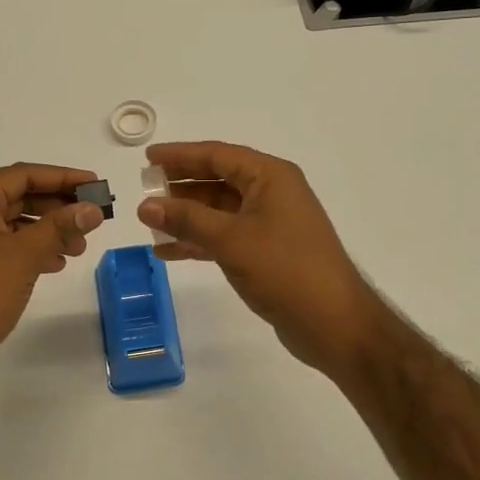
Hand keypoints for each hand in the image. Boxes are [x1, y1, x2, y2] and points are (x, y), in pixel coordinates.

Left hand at [0, 164, 106, 388]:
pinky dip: (30, 249)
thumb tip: (93, 208)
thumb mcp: (24, 255)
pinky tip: (54, 264)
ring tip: (78, 248)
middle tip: (91, 219)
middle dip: (57, 207)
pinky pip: (4, 245)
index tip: (94, 184)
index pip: (23, 175)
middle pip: (19, 196)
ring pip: (13, 223)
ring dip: (47, 231)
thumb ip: (60, 227)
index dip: (62, 177)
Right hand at [139, 142, 386, 375]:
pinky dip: (198, 240)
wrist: (335, 324)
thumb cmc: (285, 270)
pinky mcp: (267, 252)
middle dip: (180, 185)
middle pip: (217, 179)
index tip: (147, 158)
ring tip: (149, 223)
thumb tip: (145, 205)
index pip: (217, 155)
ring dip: (186, 216)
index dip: (180, 155)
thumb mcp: (231, 240)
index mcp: (269, 177)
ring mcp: (270, 223)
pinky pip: (224, 236)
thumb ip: (186, 220)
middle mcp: (271, 193)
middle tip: (144, 188)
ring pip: (218, 210)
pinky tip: (168, 251)